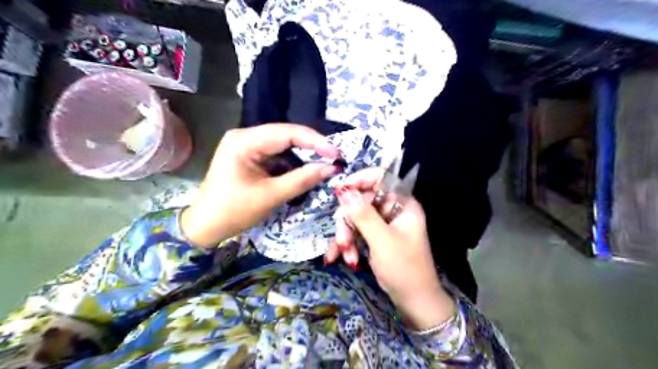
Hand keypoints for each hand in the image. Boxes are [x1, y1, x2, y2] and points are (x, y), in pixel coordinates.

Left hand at [182, 124, 340, 248]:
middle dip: (311, 147)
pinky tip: (306, 170)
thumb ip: (302, 179)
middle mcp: (245, 136)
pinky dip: (293, 163)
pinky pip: (277, 154)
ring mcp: (247, 145)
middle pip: (286, 135)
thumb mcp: (271, 196)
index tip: (336, 153)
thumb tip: (331, 168)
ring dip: (303, 155)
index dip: (315, 141)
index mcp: (244, 141)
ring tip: (324, 164)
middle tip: (334, 158)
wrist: (206, 225)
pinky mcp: (251, 156)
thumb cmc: (234, 211)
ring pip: (284, 144)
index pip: (286, 133)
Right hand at [326, 169, 455, 329]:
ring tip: (346, 257)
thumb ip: (362, 214)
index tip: (340, 191)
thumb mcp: (381, 240)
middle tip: (343, 241)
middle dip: (348, 222)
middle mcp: (392, 209)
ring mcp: (383, 223)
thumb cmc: (404, 268)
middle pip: (362, 200)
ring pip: (355, 218)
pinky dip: (348, 244)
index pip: (381, 178)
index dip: (359, 180)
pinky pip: (356, 232)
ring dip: (347, 237)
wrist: (414, 301)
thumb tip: (343, 189)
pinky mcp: (375, 236)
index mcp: (402, 203)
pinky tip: (341, 258)